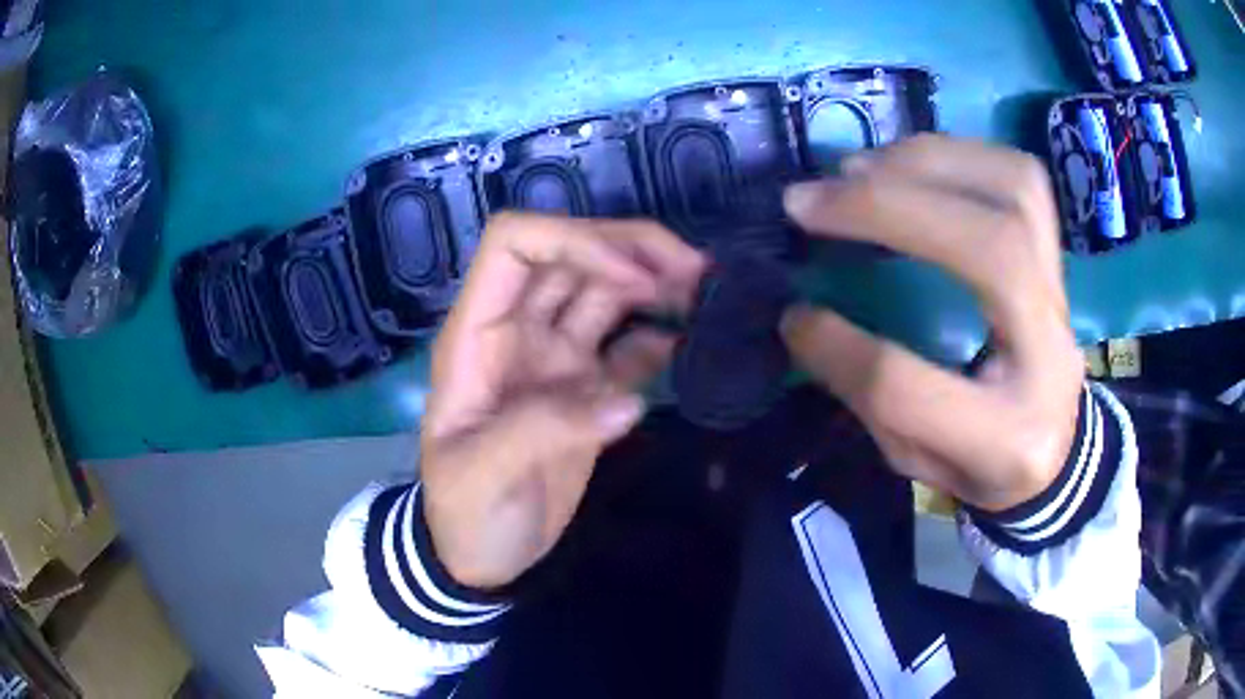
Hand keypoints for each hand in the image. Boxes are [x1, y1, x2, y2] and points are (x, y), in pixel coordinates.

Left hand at [421, 212, 705, 588]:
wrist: (484, 556)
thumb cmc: (465, 514)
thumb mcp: (480, 477)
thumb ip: (539, 432)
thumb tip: (624, 400)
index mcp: (480, 334)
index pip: (514, 245)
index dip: (575, 242)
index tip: (636, 281)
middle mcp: (520, 331)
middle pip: (573, 255)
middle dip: (634, 250)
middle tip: (698, 272)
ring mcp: (557, 358)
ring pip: (606, 291)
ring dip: (656, 282)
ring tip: (709, 294)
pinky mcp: (588, 389)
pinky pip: (628, 346)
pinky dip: (661, 335)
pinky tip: (693, 342)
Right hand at [781, 135, 1083, 510]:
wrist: (1057, 446)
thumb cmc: (983, 464)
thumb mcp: (917, 460)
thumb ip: (867, 396)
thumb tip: (802, 314)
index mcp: (1006, 439)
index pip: (909, 386)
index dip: (839, 346)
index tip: (793, 315)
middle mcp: (1051, 354)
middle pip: (992, 250)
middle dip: (888, 208)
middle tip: (811, 201)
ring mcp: (1063, 295)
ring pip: (1015, 193)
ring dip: (924, 163)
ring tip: (857, 170)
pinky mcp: (1058, 257)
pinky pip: (1021, 176)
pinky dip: (958, 154)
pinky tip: (910, 164)